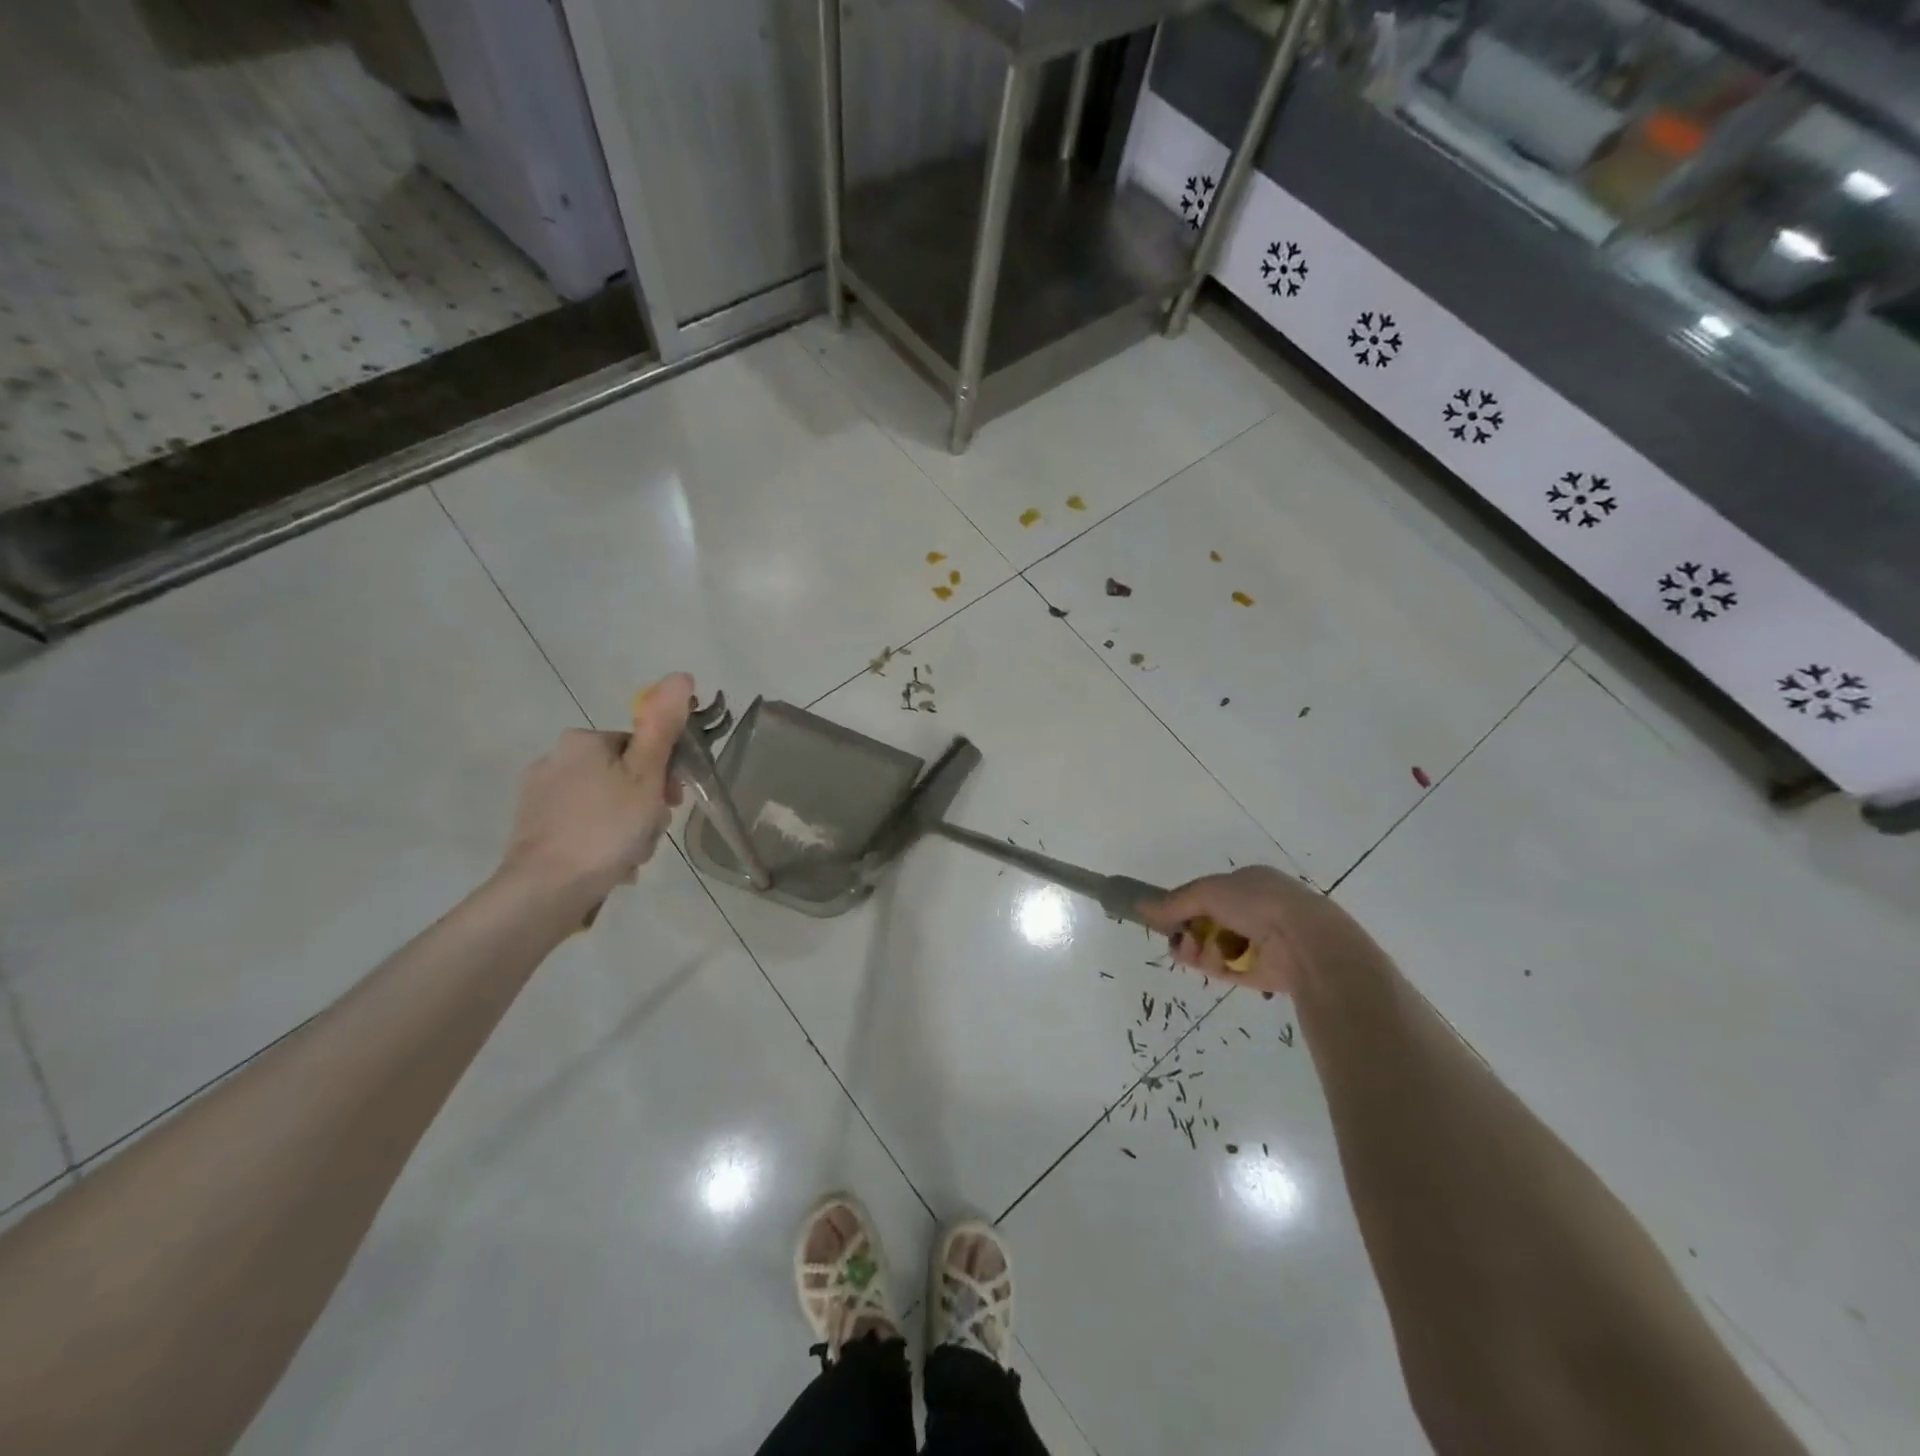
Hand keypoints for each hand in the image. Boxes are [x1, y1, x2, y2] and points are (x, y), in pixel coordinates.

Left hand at [497, 672, 693, 904]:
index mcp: (583, 741)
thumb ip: (663, 727)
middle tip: (650, 833)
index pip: (640, 747)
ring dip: (627, 828)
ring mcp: (539, 796)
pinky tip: (610, 866)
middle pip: (623, 776)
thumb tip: (680, 676)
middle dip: (645, 805)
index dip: (664, 774)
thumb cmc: (606, 827)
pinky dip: (601, 842)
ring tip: (631, 856)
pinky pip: (583, 826)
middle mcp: (555, 759)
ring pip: (605, 804)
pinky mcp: (533, 828)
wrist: (546, 889)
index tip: (674, 803)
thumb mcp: (646, 775)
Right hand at [1139, 865, 1380, 998]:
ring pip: (1212, 946)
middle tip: (1178, 936)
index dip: (1184, 904)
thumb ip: (1175, 901)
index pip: (1207, 893)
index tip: (1165, 916)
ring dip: (1197, 948)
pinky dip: (1213, 965)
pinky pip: (1226, 968)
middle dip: (1187, 929)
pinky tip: (1209, 962)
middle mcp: (1254, 910)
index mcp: (1248, 883)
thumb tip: (1141, 906)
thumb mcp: (1208, 891)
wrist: (1303, 940)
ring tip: (1194, 951)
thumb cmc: (1257, 902)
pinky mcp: (1259, 972)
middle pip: (1206, 921)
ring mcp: (1258, 942)